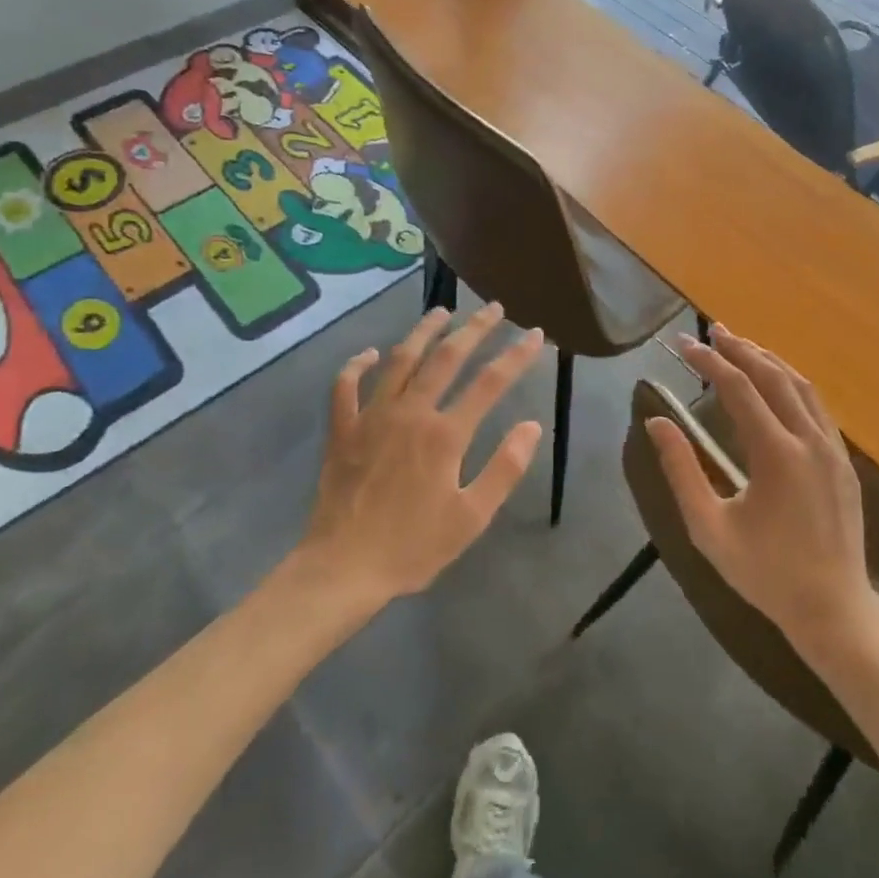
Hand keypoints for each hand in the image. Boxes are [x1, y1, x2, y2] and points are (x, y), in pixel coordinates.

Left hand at [292, 303, 544, 609]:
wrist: (342, 569)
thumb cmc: (413, 547)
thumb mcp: (472, 517)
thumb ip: (504, 468)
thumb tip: (530, 425)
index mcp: (446, 434)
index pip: (490, 383)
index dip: (517, 356)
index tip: (535, 334)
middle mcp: (411, 413)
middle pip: (447, 358)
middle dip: (475, 329)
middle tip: (493, 308)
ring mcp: (372, 417)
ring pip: (401, 360)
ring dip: (423, 332)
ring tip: (441, 311)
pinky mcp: (343, 430)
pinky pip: (346, 387)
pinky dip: (358, 365)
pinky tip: (370, 353)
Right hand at [647, 326, 878, 654]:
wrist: (833, 610)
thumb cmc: (764, 573)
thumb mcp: (709, 527)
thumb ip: (681, 471)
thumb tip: (657, 422)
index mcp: (776, 454)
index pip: (738, 388)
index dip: (709, 361)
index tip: (683, 345)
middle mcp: (809, 440)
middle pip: (772, 376)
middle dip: (740, 349)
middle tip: (712, 332)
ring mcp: (832, 448)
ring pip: (800, 385)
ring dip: (768, 360)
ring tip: (741, 346)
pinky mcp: (843, 461)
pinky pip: (816, 406)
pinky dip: (791, 383)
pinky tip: (777, 384)